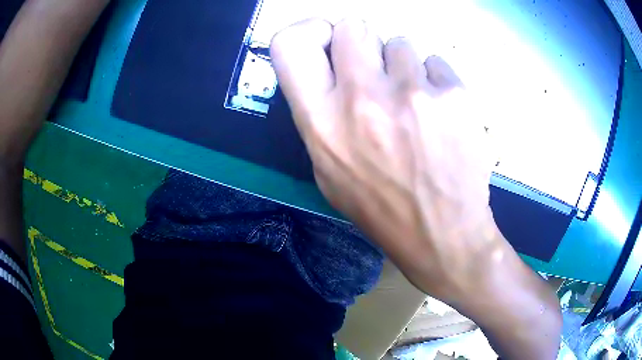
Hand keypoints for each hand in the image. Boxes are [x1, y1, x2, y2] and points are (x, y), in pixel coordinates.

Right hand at [271, 18, 496, 299]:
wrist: (444, 234)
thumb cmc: (382, 208)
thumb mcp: (329, 173)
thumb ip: (320, 117)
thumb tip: (329, 73)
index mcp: (321, 122)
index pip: (290, 45)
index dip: (309, 32)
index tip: (327, 41)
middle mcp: (361, 98)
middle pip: (352, 27)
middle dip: (362, 44)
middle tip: (376, 72)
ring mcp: (413, 93)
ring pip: (400, 43)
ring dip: (403, 67)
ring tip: (415, 105)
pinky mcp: (455, 95)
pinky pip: (437, 62)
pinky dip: (436, 81)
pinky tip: (442, 115)